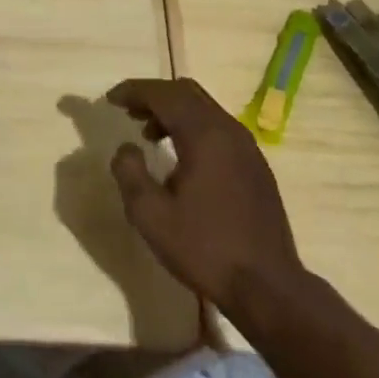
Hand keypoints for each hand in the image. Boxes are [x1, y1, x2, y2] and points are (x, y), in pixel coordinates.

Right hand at [106, 78, 305, 321]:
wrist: (268, 287)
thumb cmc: (205, 249)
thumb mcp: (151, 216)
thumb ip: (130, 174)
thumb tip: (126, 148)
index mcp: (204, 135)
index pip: (164, 94)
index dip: (134, 91)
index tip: (110, 99)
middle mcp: (229, 130)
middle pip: (187, 93)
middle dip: (154, 95)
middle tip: (127, 110)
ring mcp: (247, 148)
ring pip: (205, 109)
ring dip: (173, 112)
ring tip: (147, 134)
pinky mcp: (255, 167)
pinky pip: (218, 129)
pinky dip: (192, 127)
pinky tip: (180, 158)